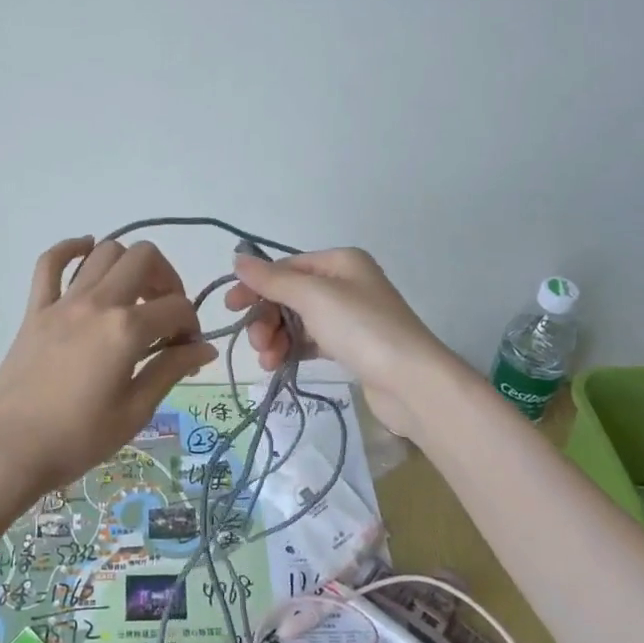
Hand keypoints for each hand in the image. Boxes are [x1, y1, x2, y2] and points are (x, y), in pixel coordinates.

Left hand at [0, 237, 216, 504]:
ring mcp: (63, 302)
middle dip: (167, 279)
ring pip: (104, 252)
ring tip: (133, 294)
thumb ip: (170, 370)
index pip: (177, 307)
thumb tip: (205, 347)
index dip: (191, 325)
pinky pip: (50, 263)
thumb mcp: (135, 411)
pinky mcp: (35, 309)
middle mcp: (97, 303)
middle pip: (144, 258)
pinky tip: (86, 252)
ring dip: (128, 264)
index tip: (187, 350)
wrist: (10, 449)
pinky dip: (70, 249)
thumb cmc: (78, 438)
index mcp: (126, 330)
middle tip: (165, 314)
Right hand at [225, 248, 453, 438]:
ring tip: (268, 361)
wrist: (412, 383)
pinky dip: (292, 350)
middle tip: (257, 343)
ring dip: (276, 338)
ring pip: (297, 321)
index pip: (286, 267)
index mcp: (340, 262)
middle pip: (289, 296)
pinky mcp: (351, 347)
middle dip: (267, 318)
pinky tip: (279, 365)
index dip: (256, 285)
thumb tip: (238, 259)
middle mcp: (345, 284)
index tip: (231, 307)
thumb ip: (272, 280)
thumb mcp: (312, 297)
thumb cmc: (361, 328)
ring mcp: (349, 317)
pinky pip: (310, 342)